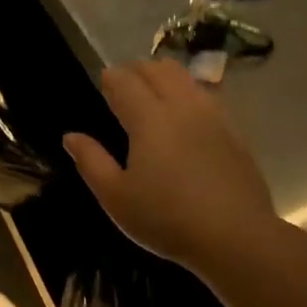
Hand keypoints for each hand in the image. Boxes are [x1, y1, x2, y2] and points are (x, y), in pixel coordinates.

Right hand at [63, 59, 277, 271]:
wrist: (235, 236)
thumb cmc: (166, 218)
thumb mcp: (116, 197)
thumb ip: (91, 162)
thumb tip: (71, 136)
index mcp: (149, 119)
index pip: (125, 81)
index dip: (111, 78)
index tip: (102, 83)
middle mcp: (182, 107)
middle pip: (159, 69)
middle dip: (137, 70)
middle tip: (123, 86)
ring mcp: (213, 117)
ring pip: (187, 78)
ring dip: (165, 77)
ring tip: (153, 95)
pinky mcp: (234, 132)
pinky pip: (208, 96)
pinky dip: (189, 93)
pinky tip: (185, 116)